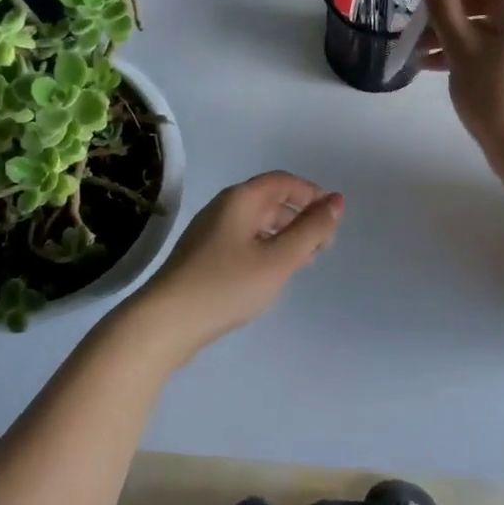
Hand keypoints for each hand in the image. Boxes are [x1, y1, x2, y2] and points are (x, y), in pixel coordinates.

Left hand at [119, 172, 343, 364]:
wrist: (166, 323)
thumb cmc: (226, 286)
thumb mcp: (278, 259)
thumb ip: (311, 230)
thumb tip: (337, 200)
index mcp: (240, 200)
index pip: (283, 182)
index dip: (311, 193)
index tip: (333, 218)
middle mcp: (223, 208)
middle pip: (270, 201)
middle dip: (300, 216)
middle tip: (324, 245)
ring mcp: (210, 232)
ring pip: (257, 223)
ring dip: (284, 235)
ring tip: (305, 261)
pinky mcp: (203, 256)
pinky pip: (243, 241)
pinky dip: (266, 249)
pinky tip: (273, 273)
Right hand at [419, 0, 503, 153]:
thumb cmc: (494, 89)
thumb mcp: (461, 46)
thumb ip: (443, 7)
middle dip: (451, 7)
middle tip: (421, 20)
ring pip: (487, 26)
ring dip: (451, 32)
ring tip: (417, 49)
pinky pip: (492, 48)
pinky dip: (464, 51)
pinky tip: (431, 66)